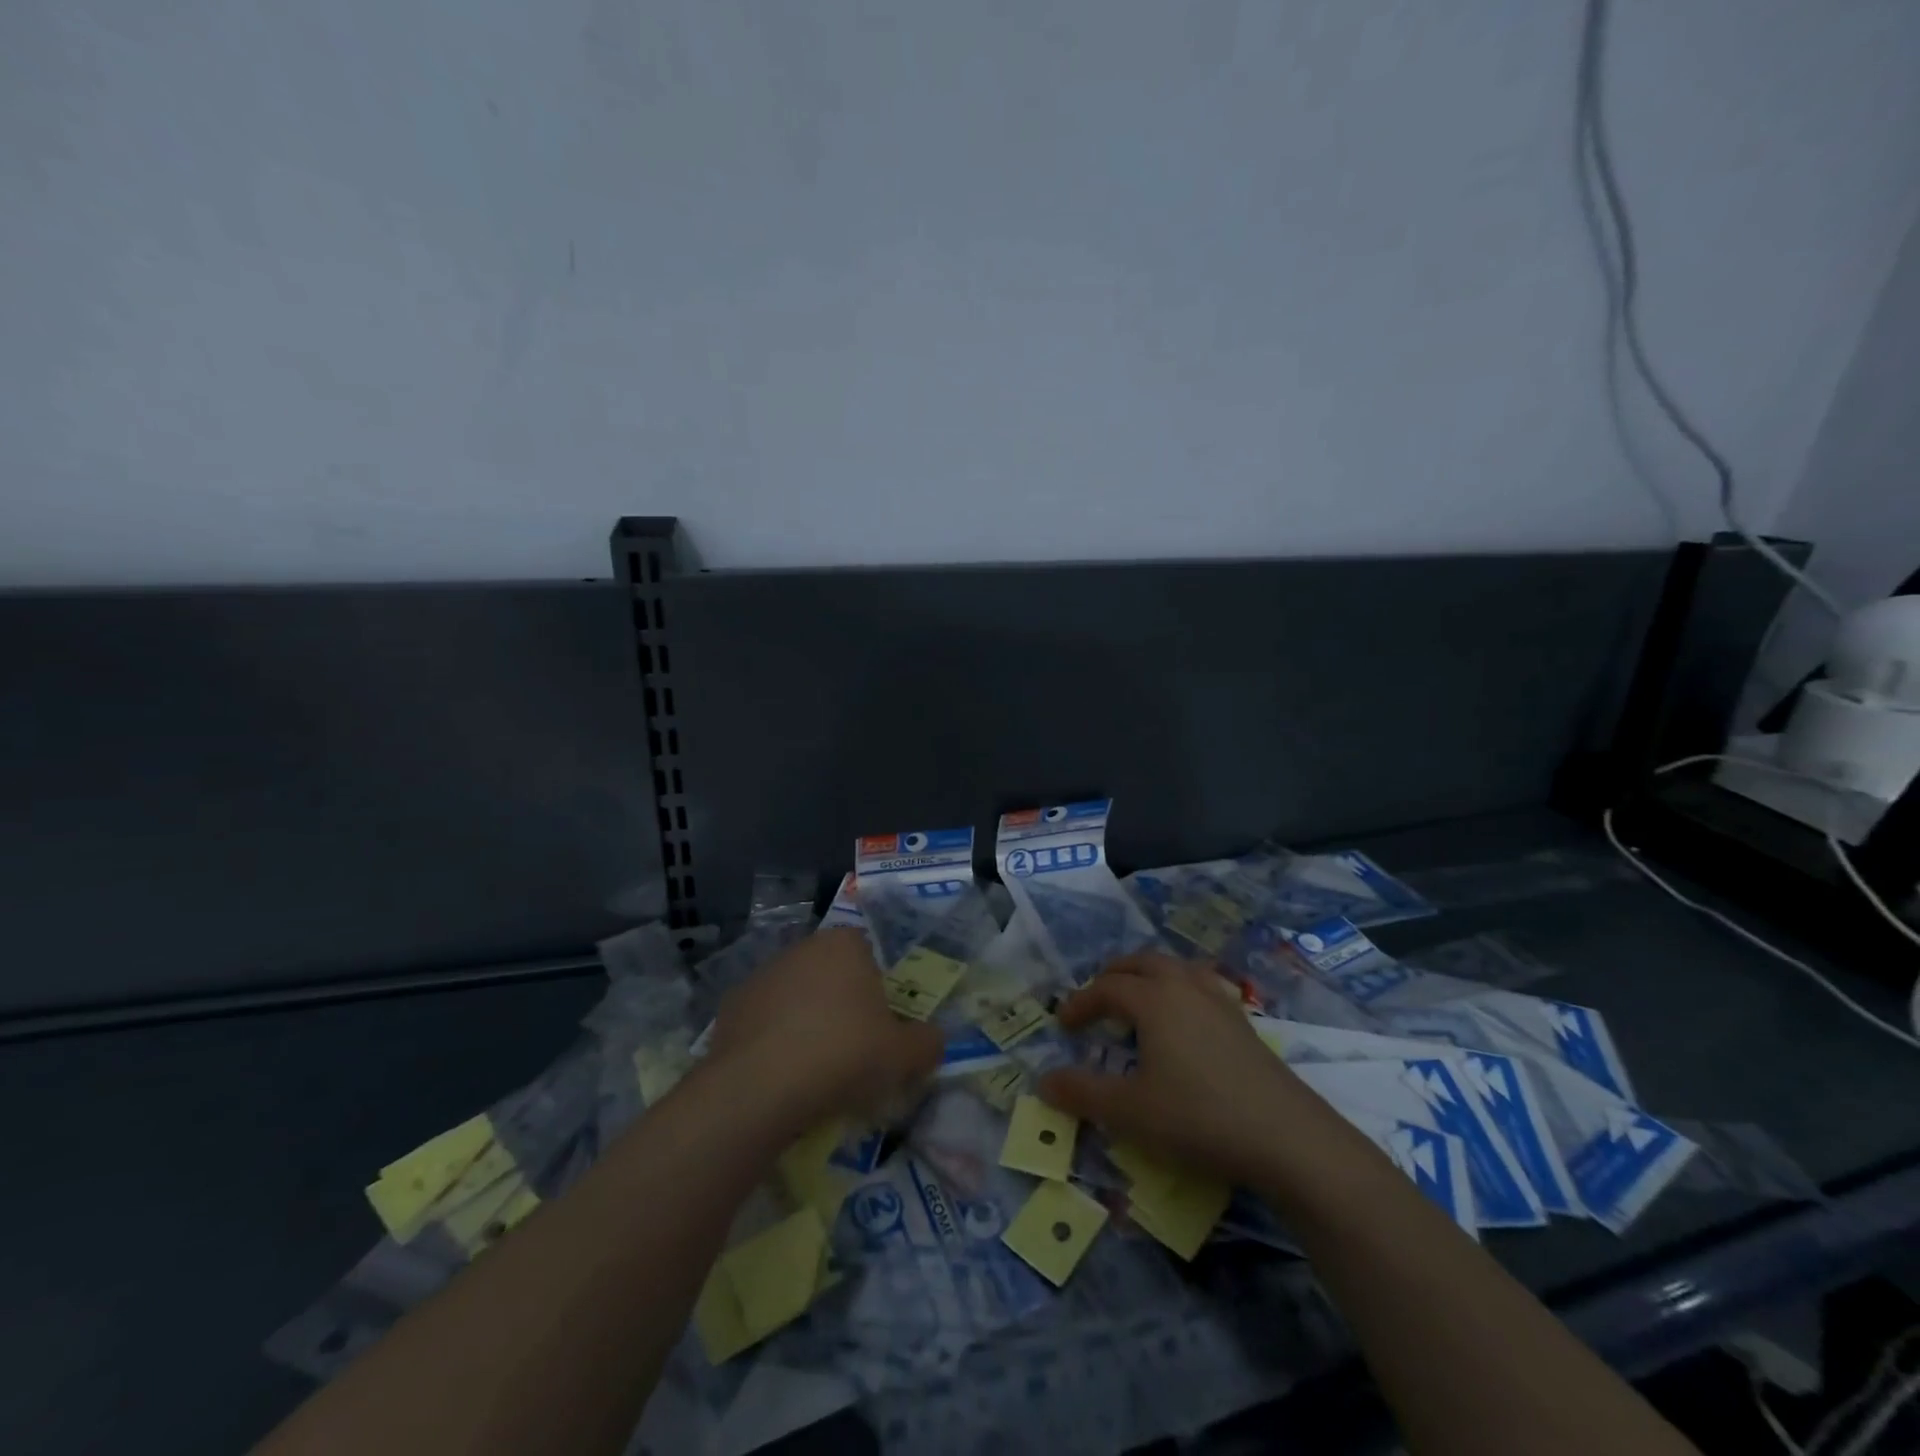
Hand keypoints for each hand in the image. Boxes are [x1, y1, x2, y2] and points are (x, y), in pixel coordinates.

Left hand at [705, 928, 943, 1131]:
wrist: (760, 1086)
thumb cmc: (843, 1054)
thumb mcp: (903, 1056)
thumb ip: (927, 1043)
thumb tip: (933, 1040)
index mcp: (845, 944)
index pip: (869, 954)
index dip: (877, 989)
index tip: (879, 1027)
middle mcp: (802, 948)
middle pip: (831, 973)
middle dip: (841, 1004)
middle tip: (852, 1050)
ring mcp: (762, 975)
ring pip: (796, 996)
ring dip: (806, 1021)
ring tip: (814, 1070)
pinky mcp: (731, 1006)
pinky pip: (764, 1021)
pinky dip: (773, 1041)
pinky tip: (780, 1075)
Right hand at [1038, 951, 1330, 1185]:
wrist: (1287, 1137)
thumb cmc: (1198, 1118)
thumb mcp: (1130, 1112)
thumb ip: (1082, 1094)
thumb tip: (1043, 1082)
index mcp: (1153, 999)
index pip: (1106, 988)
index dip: (1079, 1003)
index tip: (1063, 1026)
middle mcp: (1184, 987)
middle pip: (1141, 963)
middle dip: (1112, 976)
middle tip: (1095, 999)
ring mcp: (1219, 1001)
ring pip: (1175, 968)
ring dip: (1148, 975)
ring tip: (1137, 998)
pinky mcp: (1243, 1022)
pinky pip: (1201, 985)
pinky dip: (1179, 988)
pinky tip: (1184, 1018)